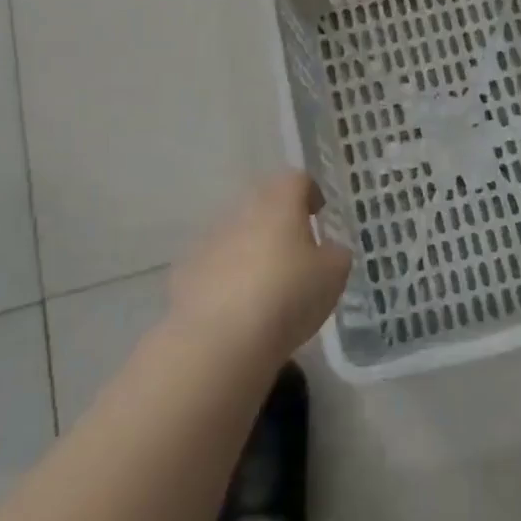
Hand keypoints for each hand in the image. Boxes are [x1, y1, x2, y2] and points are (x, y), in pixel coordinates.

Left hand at [168, 171, 352, 361]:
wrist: (218, 340)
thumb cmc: (287, 296)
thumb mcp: (333, 276)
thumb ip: (335, 255)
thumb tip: (328, 250)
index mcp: (279, 203)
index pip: (296, 180)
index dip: (310, 193)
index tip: (318, 213)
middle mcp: (241, 211)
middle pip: (263, 205)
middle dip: (279, 223)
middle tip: (296, 252)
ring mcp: (208, 240)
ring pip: (236, 234)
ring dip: (251, 250)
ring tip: (267, 285)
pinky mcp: (185, 272)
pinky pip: (213, 265)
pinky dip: (226, 278)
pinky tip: (238, 308)